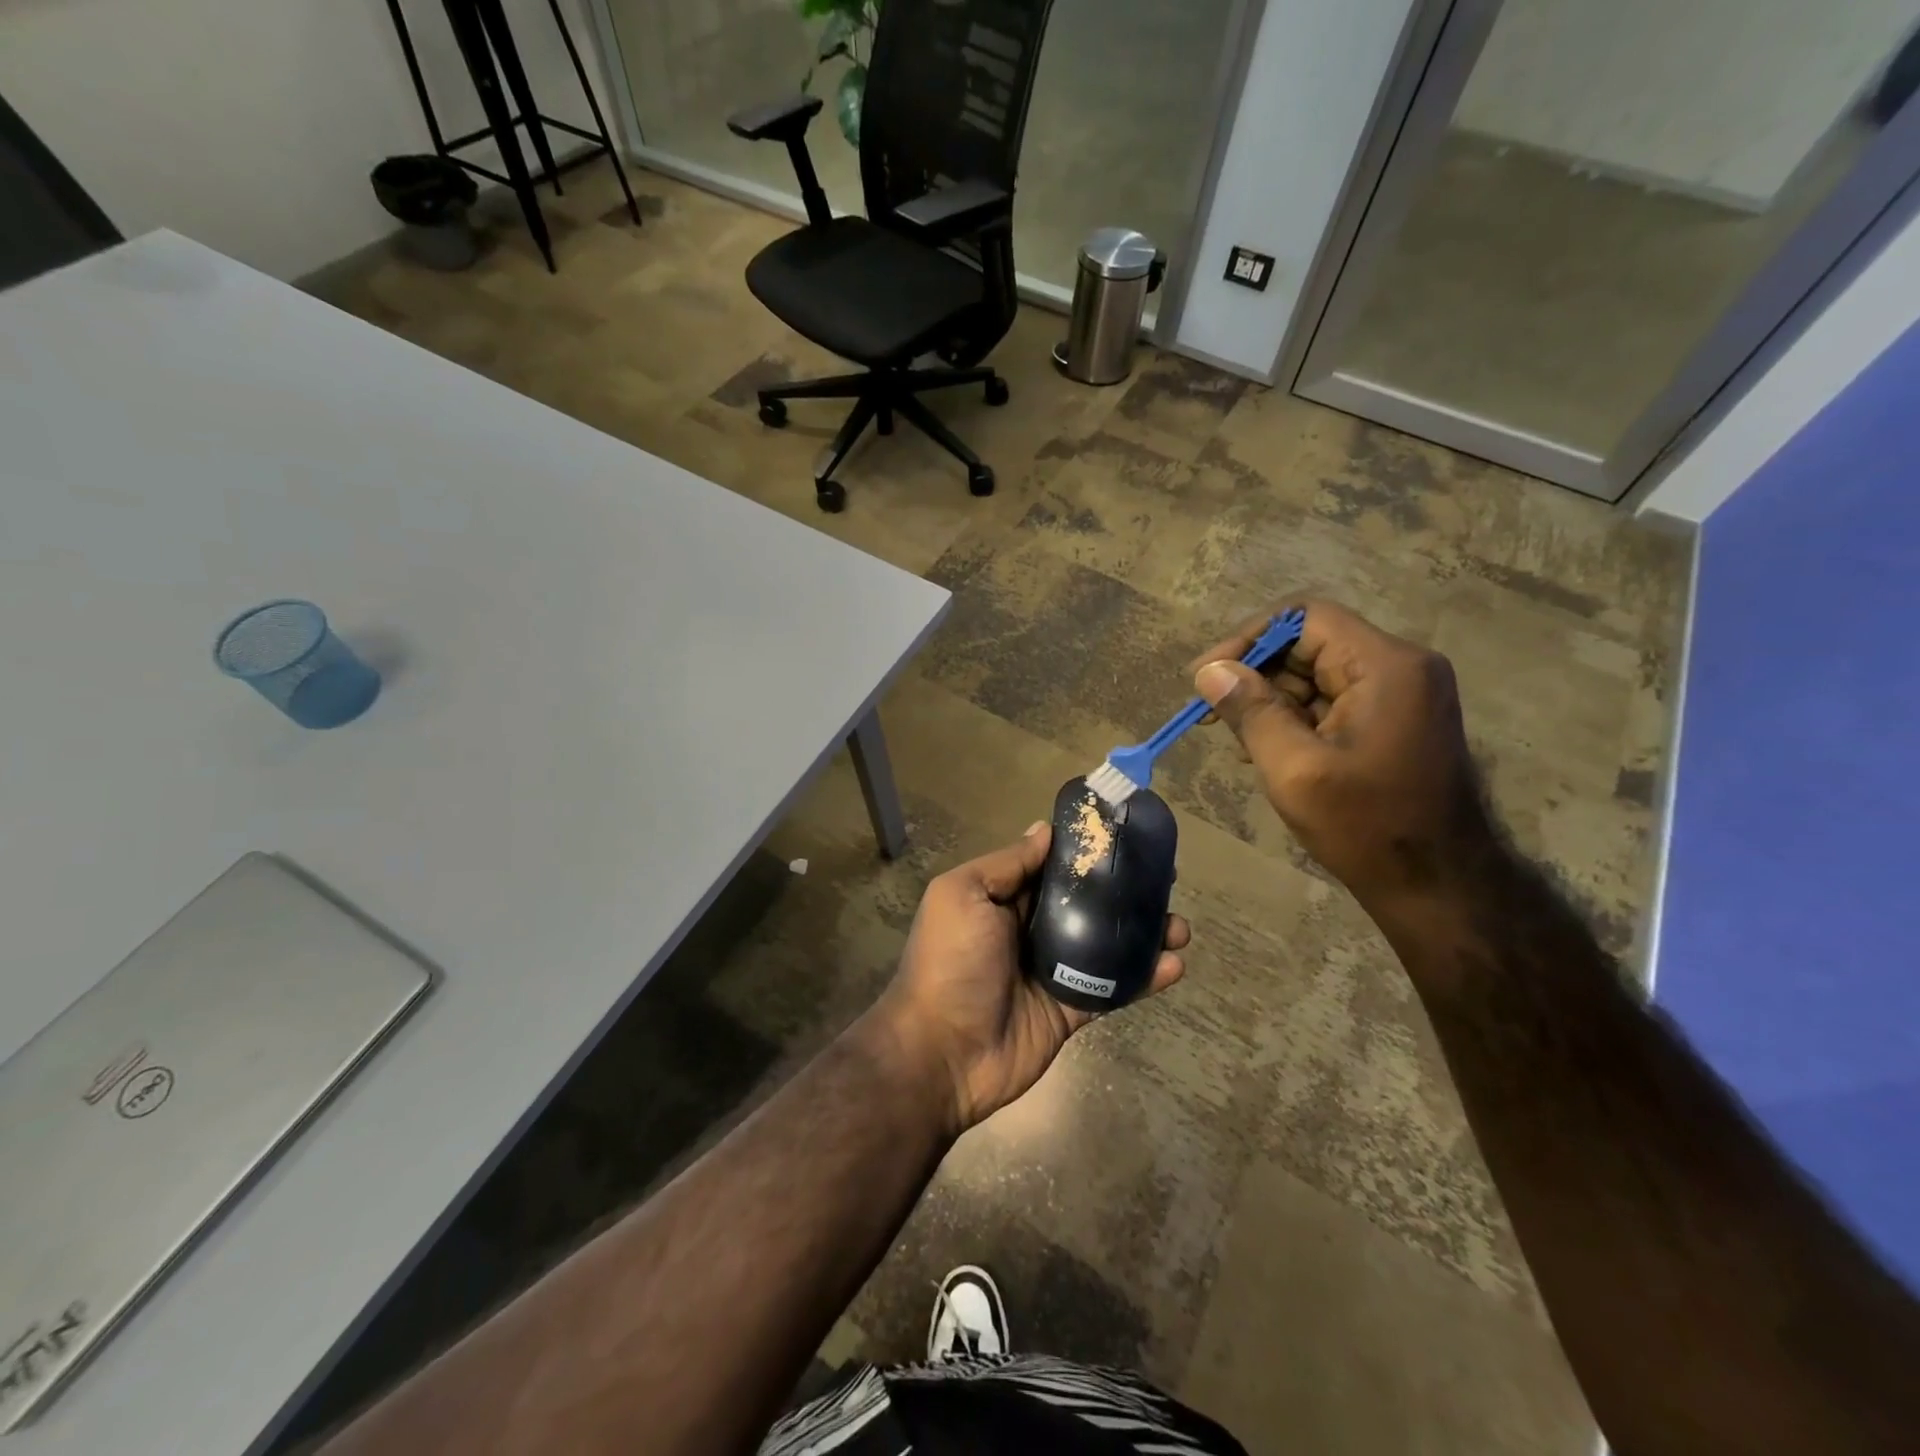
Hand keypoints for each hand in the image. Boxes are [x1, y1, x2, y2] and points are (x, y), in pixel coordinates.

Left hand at [869, 823, 1189, 1135]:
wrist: (942, 1053)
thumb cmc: (950, 962)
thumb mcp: (963, 895)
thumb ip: (1006, 864)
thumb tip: (1044, 830)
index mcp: (1003, 899)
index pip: (1052, 867)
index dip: (1086, 852)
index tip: (1125, 836)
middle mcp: (1030, 930)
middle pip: (1086, 903)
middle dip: (1125, 890)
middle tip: (1166, 878)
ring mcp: (1053, 971)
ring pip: (1106, 944)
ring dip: (1144, 932)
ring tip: (1179, 925)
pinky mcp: (1072, 1008)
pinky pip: (1113, 988)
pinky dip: (1144, 977)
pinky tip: (1174, 965)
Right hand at [1188, 600, 1493, 913]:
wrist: (1438, 886)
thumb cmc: (1366, 826)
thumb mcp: (1294, 768)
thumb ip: (1250, 712)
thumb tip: (1210, 671)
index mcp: (1385, 666)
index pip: (1305, 617)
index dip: (1249, 639)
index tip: (1207, 677)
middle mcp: (1400, 667)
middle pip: (1310, 644)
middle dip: (1257, 675)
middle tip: (1214, 715)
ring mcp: (1401, 694)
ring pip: (1317, 674)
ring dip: (1271, 701)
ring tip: (1240, 743)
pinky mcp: (1394, 720)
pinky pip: (1332, 701)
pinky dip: (1295, 718)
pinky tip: (1268, 751)